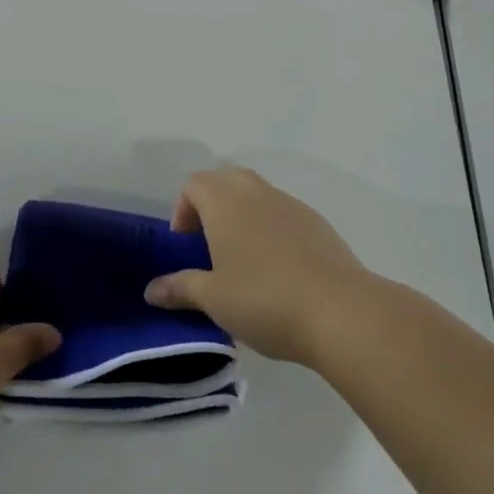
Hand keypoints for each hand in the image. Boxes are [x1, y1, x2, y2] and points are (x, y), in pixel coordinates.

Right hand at [144, 167, 369, 365]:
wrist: (342, 312)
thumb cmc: (264, 299)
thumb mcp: (213, 299)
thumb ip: (180, 288)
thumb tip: (151, 290)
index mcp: (225, 202)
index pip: (193, 184)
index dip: (182, 210)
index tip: (186, 247)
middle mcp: (256, 192)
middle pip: (226, 180)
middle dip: (212, 206)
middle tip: (210, 247)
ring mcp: (291, 205)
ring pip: (257, 195)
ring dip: (243, 217)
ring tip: (244, 262)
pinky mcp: (318, 224)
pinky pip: (283, 214)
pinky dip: (272, 230)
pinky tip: (279, 271)